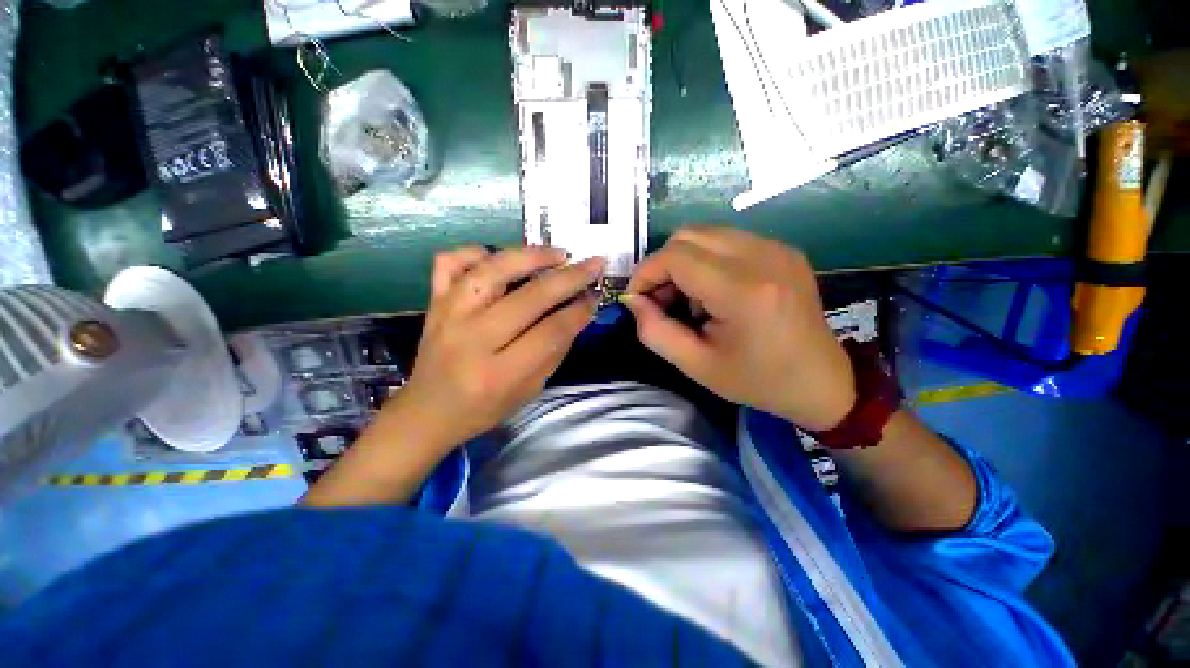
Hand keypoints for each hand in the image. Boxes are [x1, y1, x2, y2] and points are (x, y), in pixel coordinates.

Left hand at [390, 246, 604, 448]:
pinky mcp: (433, 302)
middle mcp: (472, 339)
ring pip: (492, 269)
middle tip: (594, 264)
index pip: (551, 332)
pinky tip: (498, 257)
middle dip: (570, 277)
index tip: (595, 297)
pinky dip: (477, 252)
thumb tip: (578, 310)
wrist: (428, 411)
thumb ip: (554, 350)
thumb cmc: (484, 408)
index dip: (579, 311)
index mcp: (499, 373)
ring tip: (558, 253)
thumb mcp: (530, 390)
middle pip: (530, 297)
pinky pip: (450, 261)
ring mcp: (448, 315)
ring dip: (531, 256)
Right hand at [623, 226, 854, 430]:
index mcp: (743, 290)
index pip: (675, 256)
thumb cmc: (757, 380)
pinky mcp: (782, 249)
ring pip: (705, 234)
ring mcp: (776, 248)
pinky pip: (726, 241)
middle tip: (662, 301)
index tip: (638, 299)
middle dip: (662, 266)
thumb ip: (654, 331)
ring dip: (683, 262)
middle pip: (687, 235)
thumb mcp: (696, 365)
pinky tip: (713, 292)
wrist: (822, 381)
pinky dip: (705, 260)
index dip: (646, 273)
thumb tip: (632, 299)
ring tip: (688, 299)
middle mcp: (763, 256)